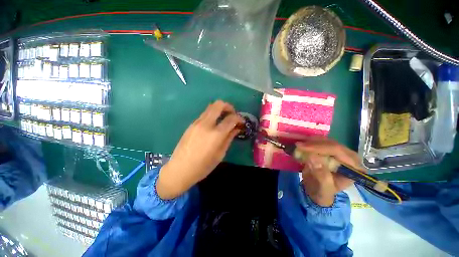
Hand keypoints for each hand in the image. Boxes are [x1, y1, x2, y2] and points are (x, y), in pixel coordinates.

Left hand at [157, 100, 243, 198]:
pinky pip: (204, 114)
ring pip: (210, 107)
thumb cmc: (203, 166)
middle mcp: (206, 124)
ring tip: (224, 118)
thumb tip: (236, 129)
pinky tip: (213, 124)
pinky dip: (212, 115)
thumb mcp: (220, 154)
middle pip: (219, 105)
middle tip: (232, 114)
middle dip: (228, 107)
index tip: (241, 122)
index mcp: (216, 134)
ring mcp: (197, 123)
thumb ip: (229, 138)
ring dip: (219, 109)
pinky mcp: (191, 124)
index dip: (239, 118)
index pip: (231, 118)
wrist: (179, 169)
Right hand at [295, 137, 361, 206]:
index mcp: (353, 167)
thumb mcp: (322, 188)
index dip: (319, 147)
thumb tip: (313, 157)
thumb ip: (320, 174)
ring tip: (298, 146)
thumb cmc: (323, 192)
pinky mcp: (329, 150)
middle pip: (331, 144)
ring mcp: (339, 152)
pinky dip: (309, 143)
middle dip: (313, 144)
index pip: (338, 151)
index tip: (302, 147)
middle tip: (298, 145)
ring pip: (325, 141)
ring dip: (310, 142)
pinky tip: (301, 145)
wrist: (317, 191)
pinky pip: (319, 142)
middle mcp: (349, 157)